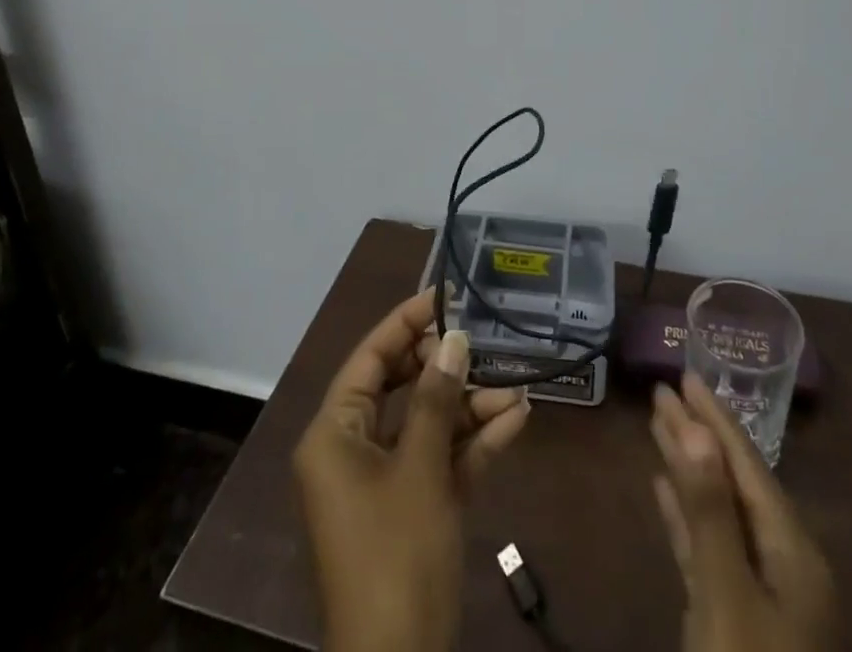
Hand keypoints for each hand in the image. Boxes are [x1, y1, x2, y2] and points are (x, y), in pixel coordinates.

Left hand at [294, 289, 530, 651]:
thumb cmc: (396, 554)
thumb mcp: (420, 470)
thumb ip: (437, 399)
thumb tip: (454, 339)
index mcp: (335, 433)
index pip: (371, 358)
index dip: (406, 323)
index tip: (445, 296)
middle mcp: (353, 450)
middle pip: (401, 388)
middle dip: (447, 368)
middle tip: (484, 344)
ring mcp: (384, 482)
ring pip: (428, 425)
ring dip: (470, 409)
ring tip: (516, 389)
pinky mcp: (412, 511)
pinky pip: (441, 462)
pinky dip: (473, 444)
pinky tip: (515, 422)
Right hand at [650, 373, 835, 651]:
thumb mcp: (726, 595)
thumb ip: (710, 509)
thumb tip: (696, 425)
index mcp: (792, 552)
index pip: (747, 464)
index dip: (714, 416)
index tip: (684, 373)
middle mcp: (781, 564)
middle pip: (732, 480)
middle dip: (698, 433)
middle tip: (663, 389)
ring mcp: (760, 594)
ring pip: (717, 510)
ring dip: (688, 466)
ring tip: (657, 423)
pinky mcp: (734, 618)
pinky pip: (707, 546)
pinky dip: (685, 514)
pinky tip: (662, 488)